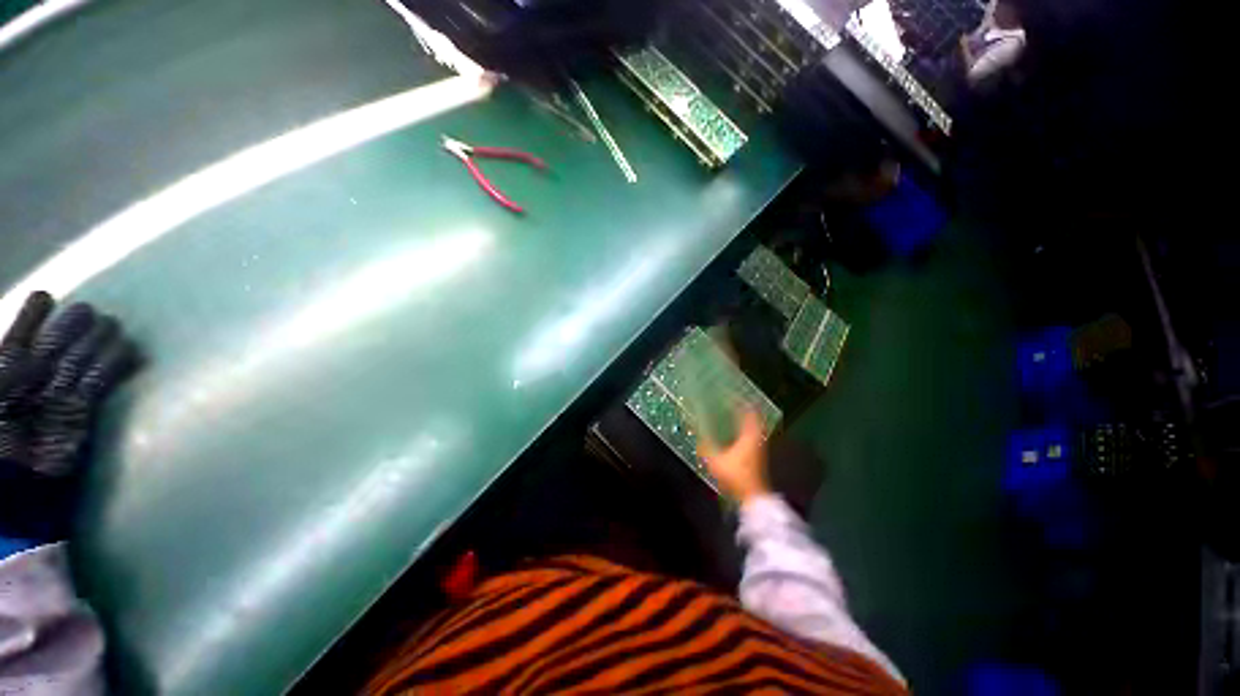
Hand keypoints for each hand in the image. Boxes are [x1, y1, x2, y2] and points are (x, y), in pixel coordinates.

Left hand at [0, 292, 138, 543]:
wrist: (16, 503)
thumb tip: (4, 348)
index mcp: (2, 382)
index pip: (15, 342)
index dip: (29, 319)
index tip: (45, 297)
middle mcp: (29, 387)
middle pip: (52, 349)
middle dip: (68, 328)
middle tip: (89, 311)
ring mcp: (58, 402)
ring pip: (80, 363)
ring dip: (95, 343)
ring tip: (111, 324)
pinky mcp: (82, 417)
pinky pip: (100, 386)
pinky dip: (114, 368)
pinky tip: (127, 352)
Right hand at [699, 409, 769, 503]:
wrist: (753, 498)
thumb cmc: (736, 476)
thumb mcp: (716, 461)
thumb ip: (706, 446)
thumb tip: (697, 434)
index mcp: (749, 436)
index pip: (749, 413)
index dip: (742, 403)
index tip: (732, 395)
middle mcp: (757, 439)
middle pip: (754, 419)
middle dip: (744, 410)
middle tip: (732, 403)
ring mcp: (759, 448)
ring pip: (754, 428)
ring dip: (745, 421)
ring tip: (732, 415)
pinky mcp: (758, 457)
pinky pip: (752, 437)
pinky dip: (744, 431)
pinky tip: (734, 434)